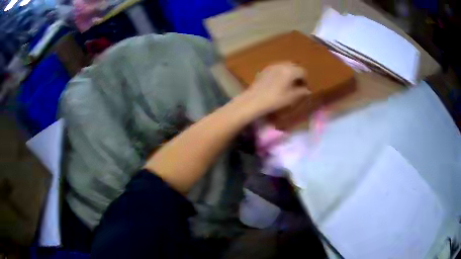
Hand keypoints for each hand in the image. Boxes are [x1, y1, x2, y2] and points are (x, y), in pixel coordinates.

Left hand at [237, 62, 309, 117]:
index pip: (303, 71)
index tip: (304, 88)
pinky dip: (281, 73)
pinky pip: (277, 68)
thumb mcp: (291, 98)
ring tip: (288, 84)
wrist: (254, 100)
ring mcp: (272, 66)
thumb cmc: (275, 100)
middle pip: (294, 66)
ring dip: (289, 73)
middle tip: (297, 85)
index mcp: (290, 71)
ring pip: (285, 66)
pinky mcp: (264, 69)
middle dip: (297, 75)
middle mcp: (281, 65)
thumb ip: (301, 92)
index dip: (305, 80)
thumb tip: (307, 90)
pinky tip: (278, 83)